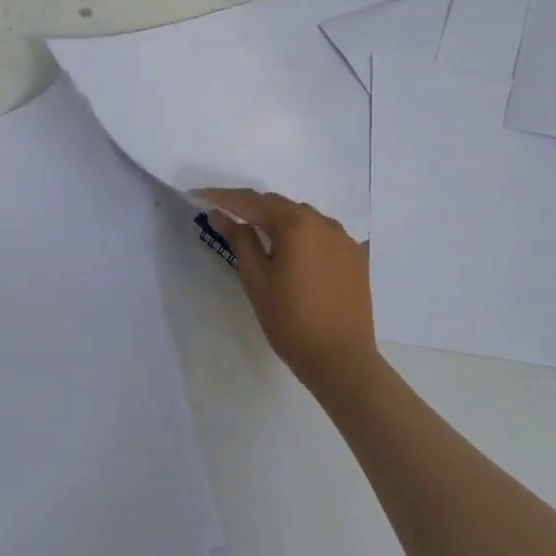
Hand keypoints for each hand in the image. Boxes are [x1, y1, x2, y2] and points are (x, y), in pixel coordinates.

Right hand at [198, 189, 377, 386]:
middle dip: (251, 208)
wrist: (341, 359)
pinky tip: (293, 252)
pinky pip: (322, 234)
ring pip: (302, 217)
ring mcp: (343, 238)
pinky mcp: (355, 256)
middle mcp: (322, 222)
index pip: (251, 201)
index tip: (199, 196)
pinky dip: (302, 236)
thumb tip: (221, 214)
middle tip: (226, 217)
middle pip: (278, 205)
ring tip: (258, 235)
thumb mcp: (256, 279)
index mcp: (295, 224)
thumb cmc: (290, 320)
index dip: (223, 198)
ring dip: (278, 221)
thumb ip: (240, 240)